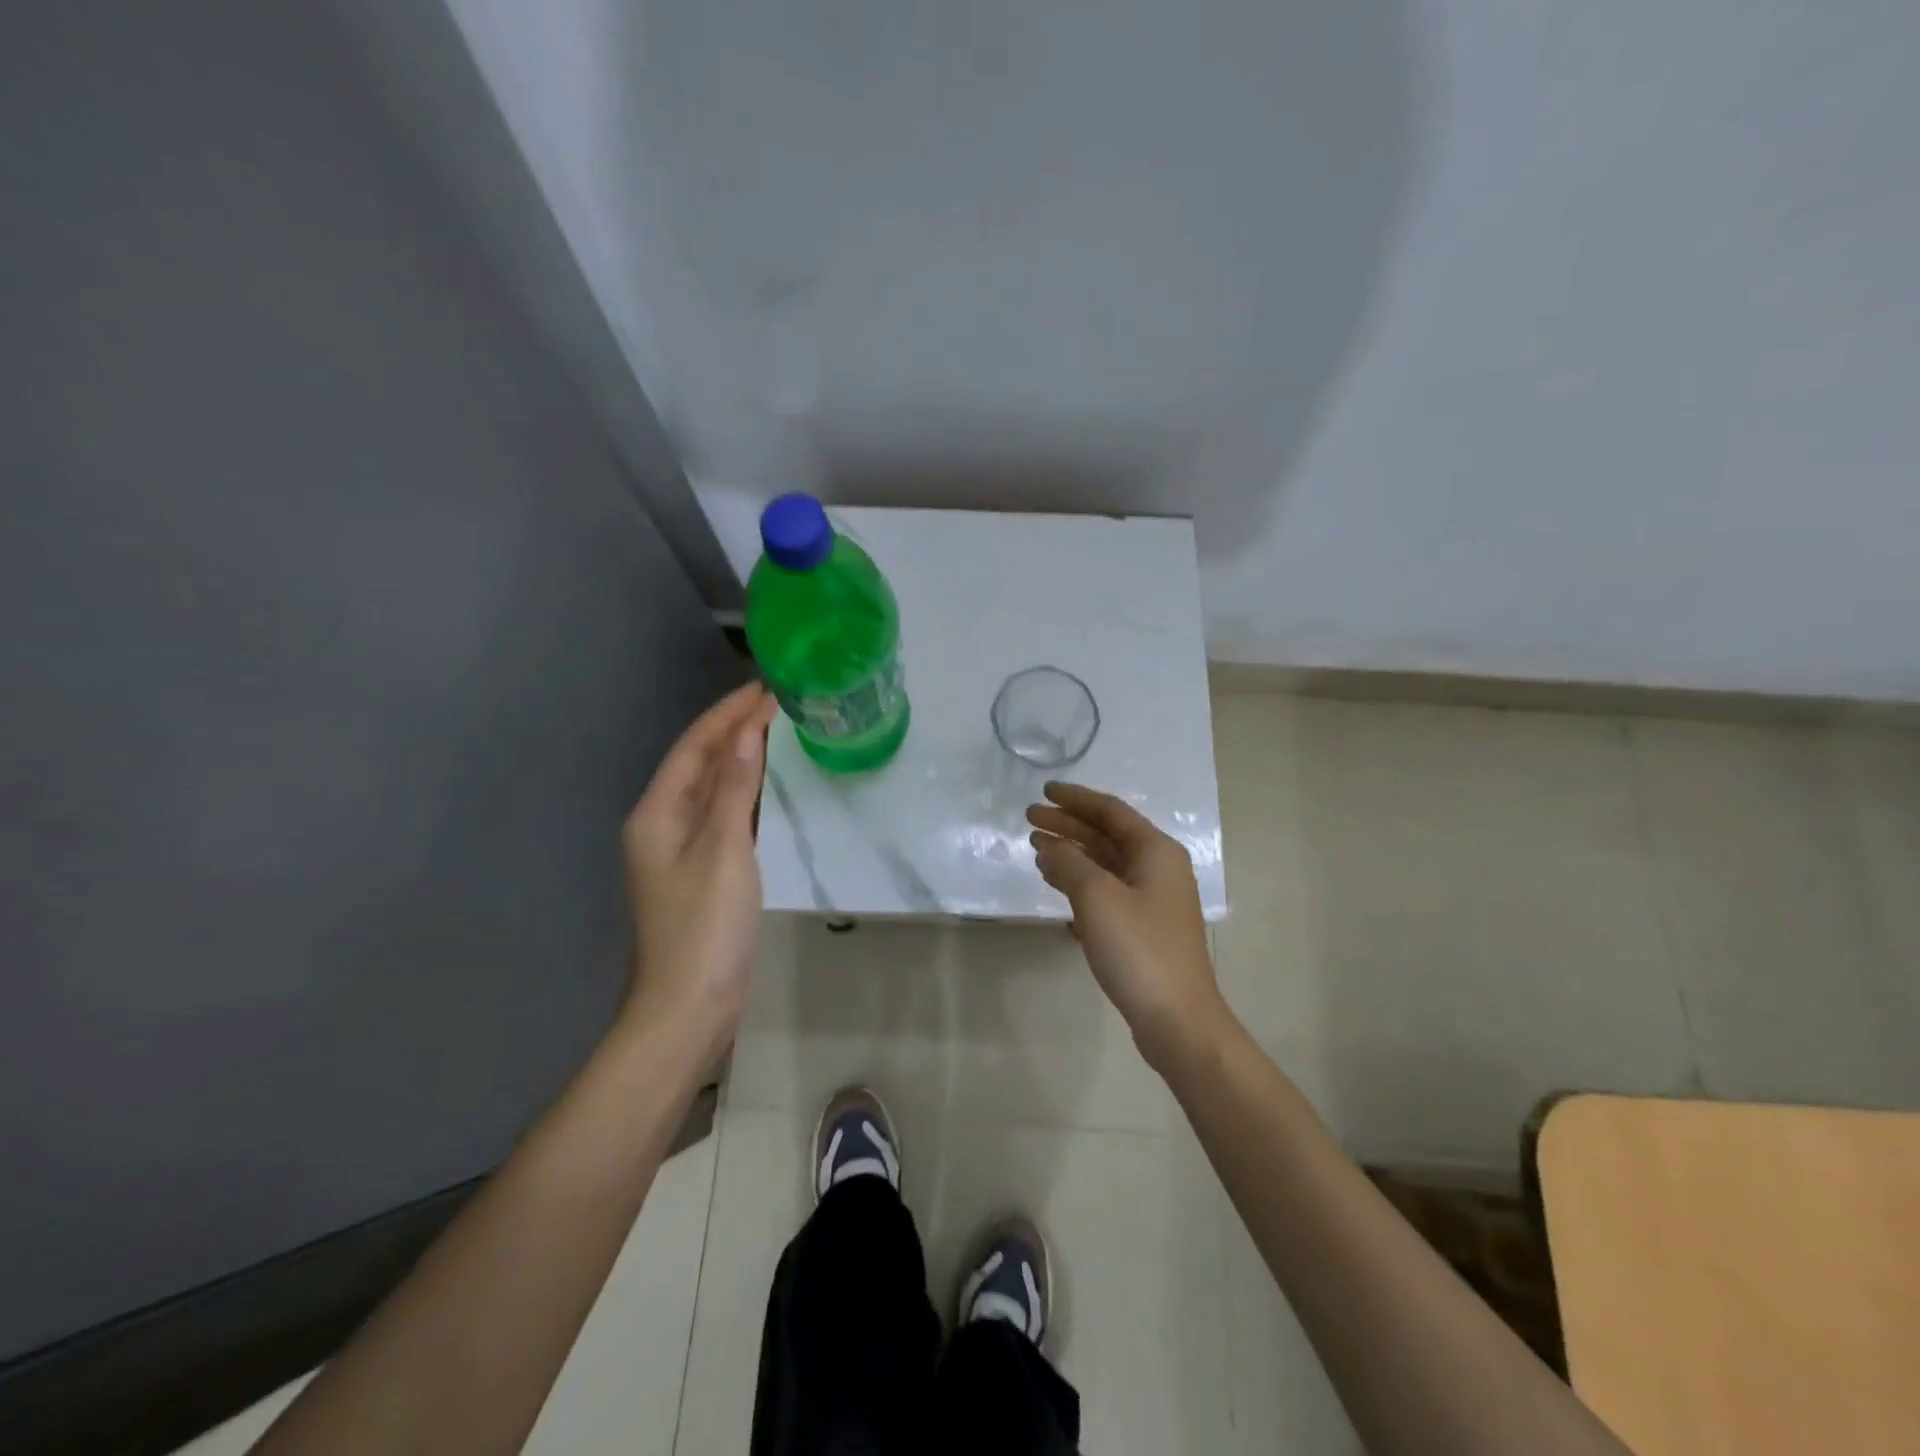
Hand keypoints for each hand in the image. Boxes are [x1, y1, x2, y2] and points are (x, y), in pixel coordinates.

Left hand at [621, 682, 777, 1057]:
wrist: (690, 1006)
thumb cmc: (704, 925)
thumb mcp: (723, 849)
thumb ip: (735, 788)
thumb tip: (747, 731)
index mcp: (657, 814)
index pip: (693, 746)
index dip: (727, 714)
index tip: (765, 688)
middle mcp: (663, 824)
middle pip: (700, 764)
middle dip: (735, 731)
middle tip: (780, 703)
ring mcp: (683, 850)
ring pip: (714, 790)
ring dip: (742, 759)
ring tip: (780, 731)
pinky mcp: (704, 871)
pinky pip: (725, 817)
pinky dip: (747, 794)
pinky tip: (771, 785)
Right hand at [1028, 781, 1231, 1071]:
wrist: (1177, 1019)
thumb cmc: (1138, 948)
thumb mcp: (1097, 897)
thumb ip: (1069, 863)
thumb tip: (1050, 846)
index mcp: (1156, 851)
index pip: (1111, 811)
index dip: (1076, 799)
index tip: (1043, 791)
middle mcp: (1158, 869)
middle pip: (1106, 836)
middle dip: (1068, 826)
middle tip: (1029, 820)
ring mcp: (1152, 901)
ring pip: (1105, 865)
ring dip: (1071, 855)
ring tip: (1036, 850)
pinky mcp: (1143, 929)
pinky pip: (1107, 893)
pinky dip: (1080, 884)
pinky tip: (1056, 888)